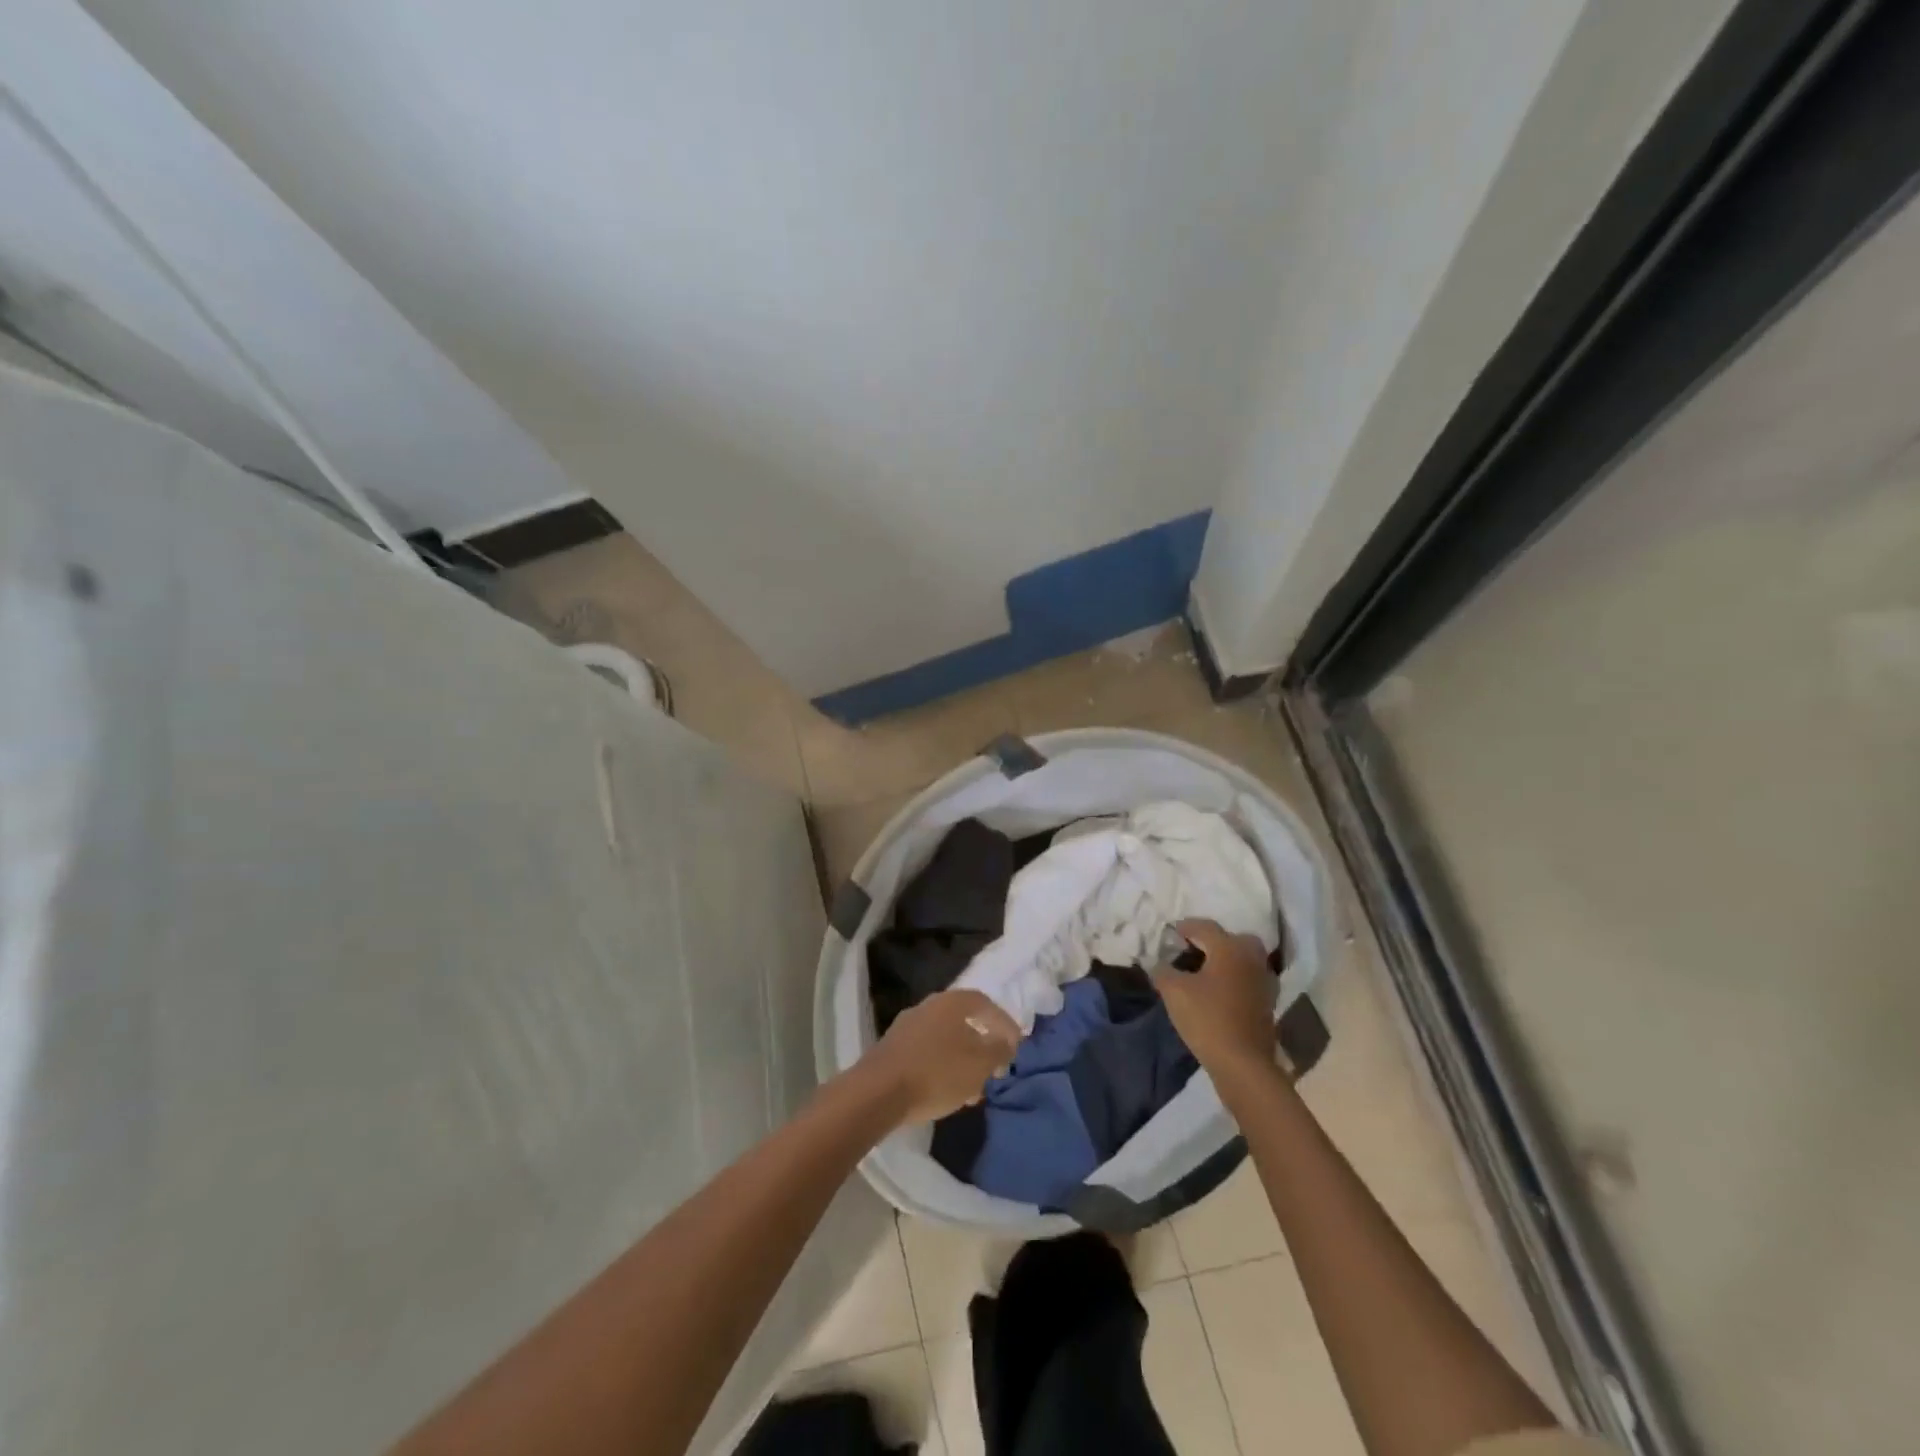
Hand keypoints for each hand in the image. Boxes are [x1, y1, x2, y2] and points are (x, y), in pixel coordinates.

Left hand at [857, 989, 1019, 1125]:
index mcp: (951, 1002)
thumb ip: (999, 1050)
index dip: (1004, 1023)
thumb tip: (1007, 1041)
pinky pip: (928, 1054)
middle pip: (964, 1022)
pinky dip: (944, 1068)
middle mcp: (929, 1006)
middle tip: (996, 1069)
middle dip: (983, 1046)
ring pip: (946, 1040)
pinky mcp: (893, 1048)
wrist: (878, 1092)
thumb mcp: (979, 1064)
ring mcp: (908, 1026)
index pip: (985, 1004)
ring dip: (964, 1061)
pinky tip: (948, 1093)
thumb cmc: (936, 1073)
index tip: (1016, 1045)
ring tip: (974, 1089)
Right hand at [1153, 918, 1276, 1084]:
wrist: (1243, 1064)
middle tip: (1194, 949)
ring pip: (1244, 959)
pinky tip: (1219, 991)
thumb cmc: (1207, 1018)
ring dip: (1226, 960)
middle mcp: (1251, 958)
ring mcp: (1264, 981)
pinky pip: (1248, 978)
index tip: (1172, 932)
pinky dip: (1235, 978)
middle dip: (1213, 940)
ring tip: (1205, 971)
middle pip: (1232, 939)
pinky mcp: (1268, 1003)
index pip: (1205, 927)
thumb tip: (1158, 963)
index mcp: (1229, 948)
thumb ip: (1163, 971)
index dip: (1186, 927)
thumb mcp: (1174, 991)